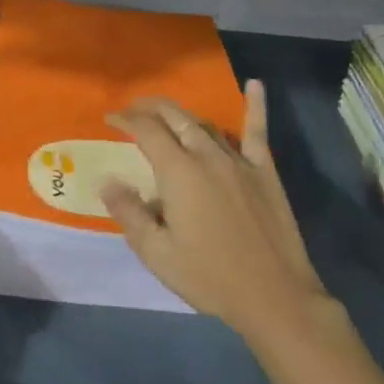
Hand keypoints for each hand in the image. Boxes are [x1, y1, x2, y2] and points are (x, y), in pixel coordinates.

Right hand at [101, 82, 329, 346]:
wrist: (276, 298)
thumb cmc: (211, 277)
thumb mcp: (157, 254)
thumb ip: (129, 213)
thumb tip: (107, 180)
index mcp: (178, 172)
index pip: (146, 130)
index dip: (125, 119)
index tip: (110, 119)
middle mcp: (206, 155)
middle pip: (174, 117)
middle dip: (150, 108)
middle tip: (134, 111)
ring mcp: (238, 160)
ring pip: (205, 125)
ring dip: (182, 117)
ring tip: (168, 117)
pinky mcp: (264, 171)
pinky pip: (257, 132)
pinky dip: (255, 106)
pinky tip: (255, 84)